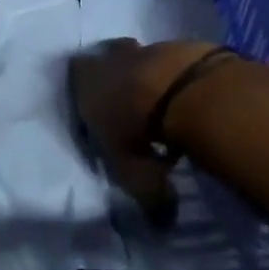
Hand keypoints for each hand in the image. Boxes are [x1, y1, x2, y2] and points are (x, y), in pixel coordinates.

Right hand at [68, 39, 219, 228]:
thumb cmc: (138, 129)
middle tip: (135, 105)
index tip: (101, 110)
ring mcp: (146, 47)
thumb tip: (162, 223)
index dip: (87, 90)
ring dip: (152, 76)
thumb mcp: (134, 174)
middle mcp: (110, 58)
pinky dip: (181, 77)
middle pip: (110, 58)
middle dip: (120, 76)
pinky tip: (192, 97)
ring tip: (168, 106)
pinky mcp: (180, 46)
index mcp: (85, 82)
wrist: (181, 88)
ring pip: (144, 58)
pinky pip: (175, 62)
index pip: (77, 74)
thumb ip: (145, 196)